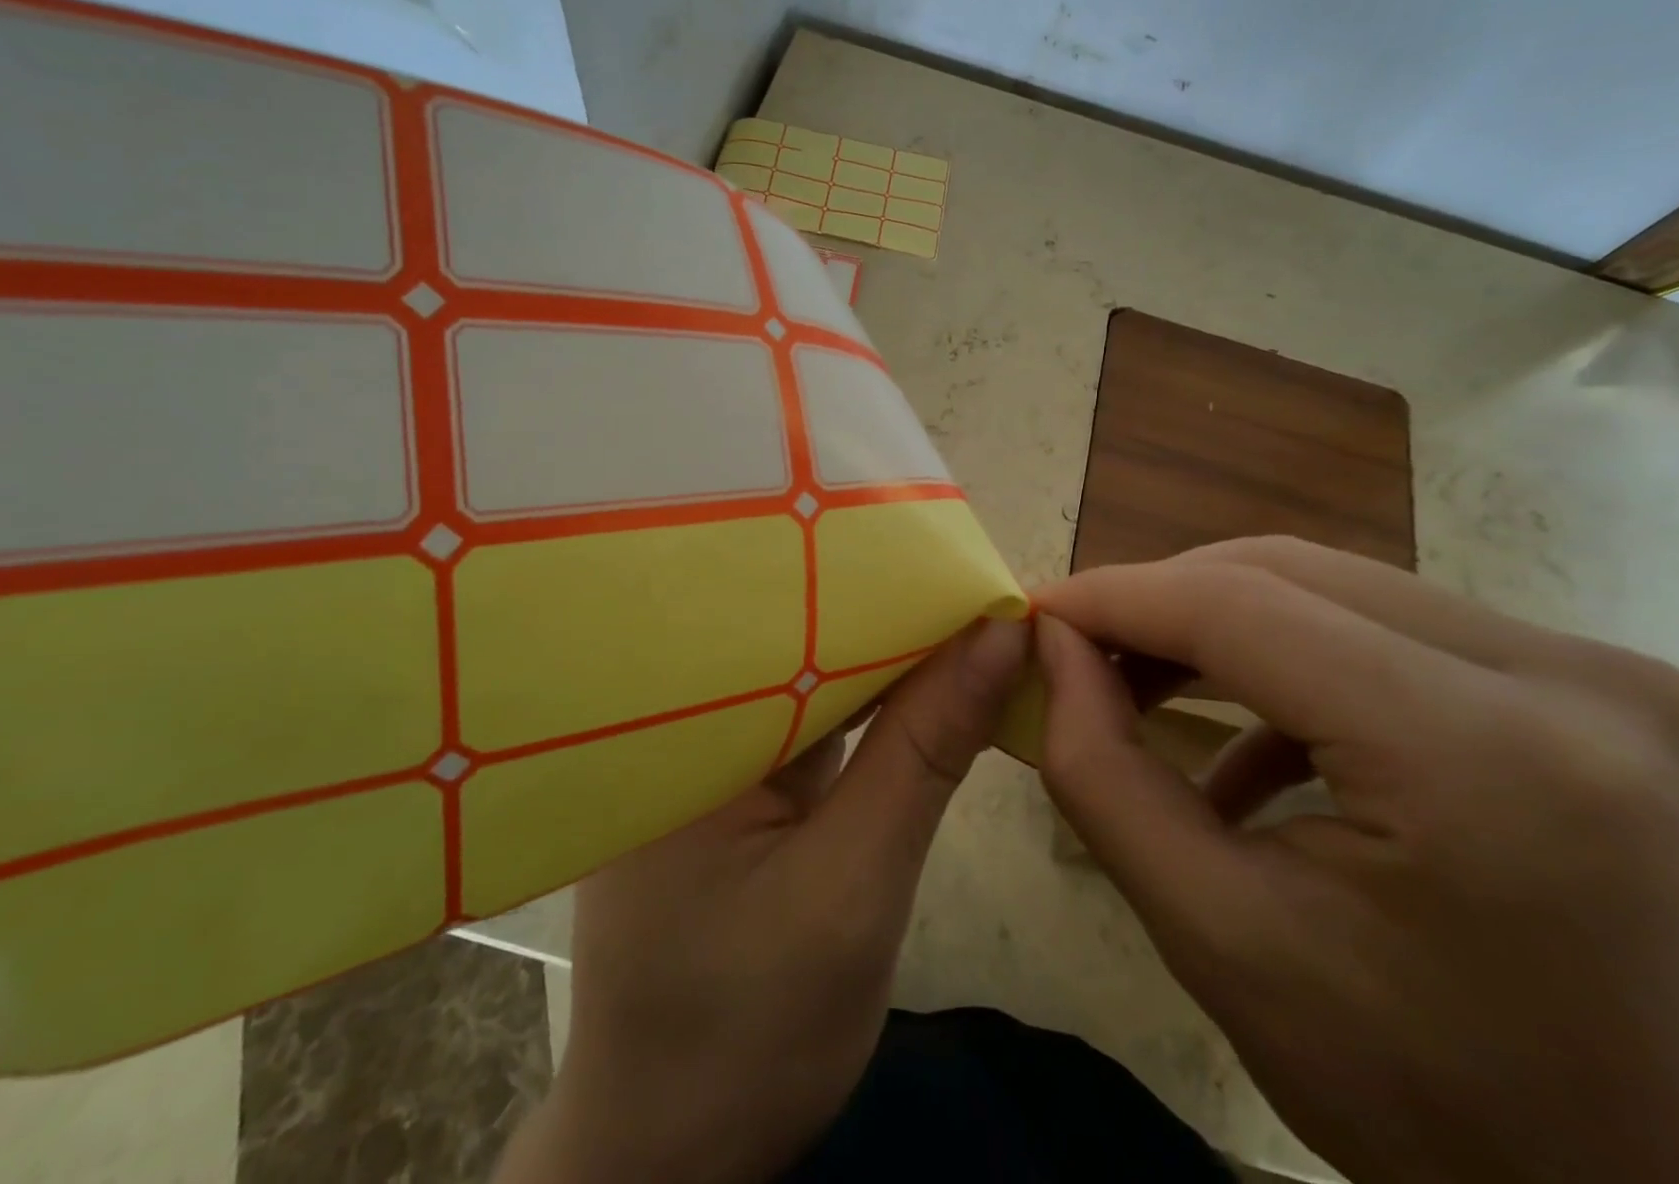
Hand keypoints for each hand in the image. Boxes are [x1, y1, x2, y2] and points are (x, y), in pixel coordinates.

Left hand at [495, 618, 1028, 1183]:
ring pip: (811, 672)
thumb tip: (1000, 635)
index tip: (960, 555)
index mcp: (677, 725)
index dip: (877, 580)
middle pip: (798, 636)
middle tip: (973, 570)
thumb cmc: (751, 1031)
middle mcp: (682, 718)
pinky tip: (922, 675)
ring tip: (960, 607)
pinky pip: (811, 715)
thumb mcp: (855, 886)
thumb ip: (925, 750)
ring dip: (886, 651)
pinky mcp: (739, 779)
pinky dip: (869, 698)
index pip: (785, 617)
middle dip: (887, 609)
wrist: (679, 1155)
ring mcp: (710, 750)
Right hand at [1034, 537, 1678, 1183]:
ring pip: (1339, 588)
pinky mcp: (1609, 689)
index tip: (1039, 609)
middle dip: (1164, 603)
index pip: (1242, 610)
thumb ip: (1103, 771)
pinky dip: (1299, 660)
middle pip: (1292, 576)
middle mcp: (1575, 681)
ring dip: (1223, 625)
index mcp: (1484, 759)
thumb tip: (1052, 642)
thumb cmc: (1420, 1104)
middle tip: (1082, 648)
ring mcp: (1610, 676)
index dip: (1119, 597)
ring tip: (1145, 681)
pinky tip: (1252, 737)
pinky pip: (1397, 630)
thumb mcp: (1215, 938)